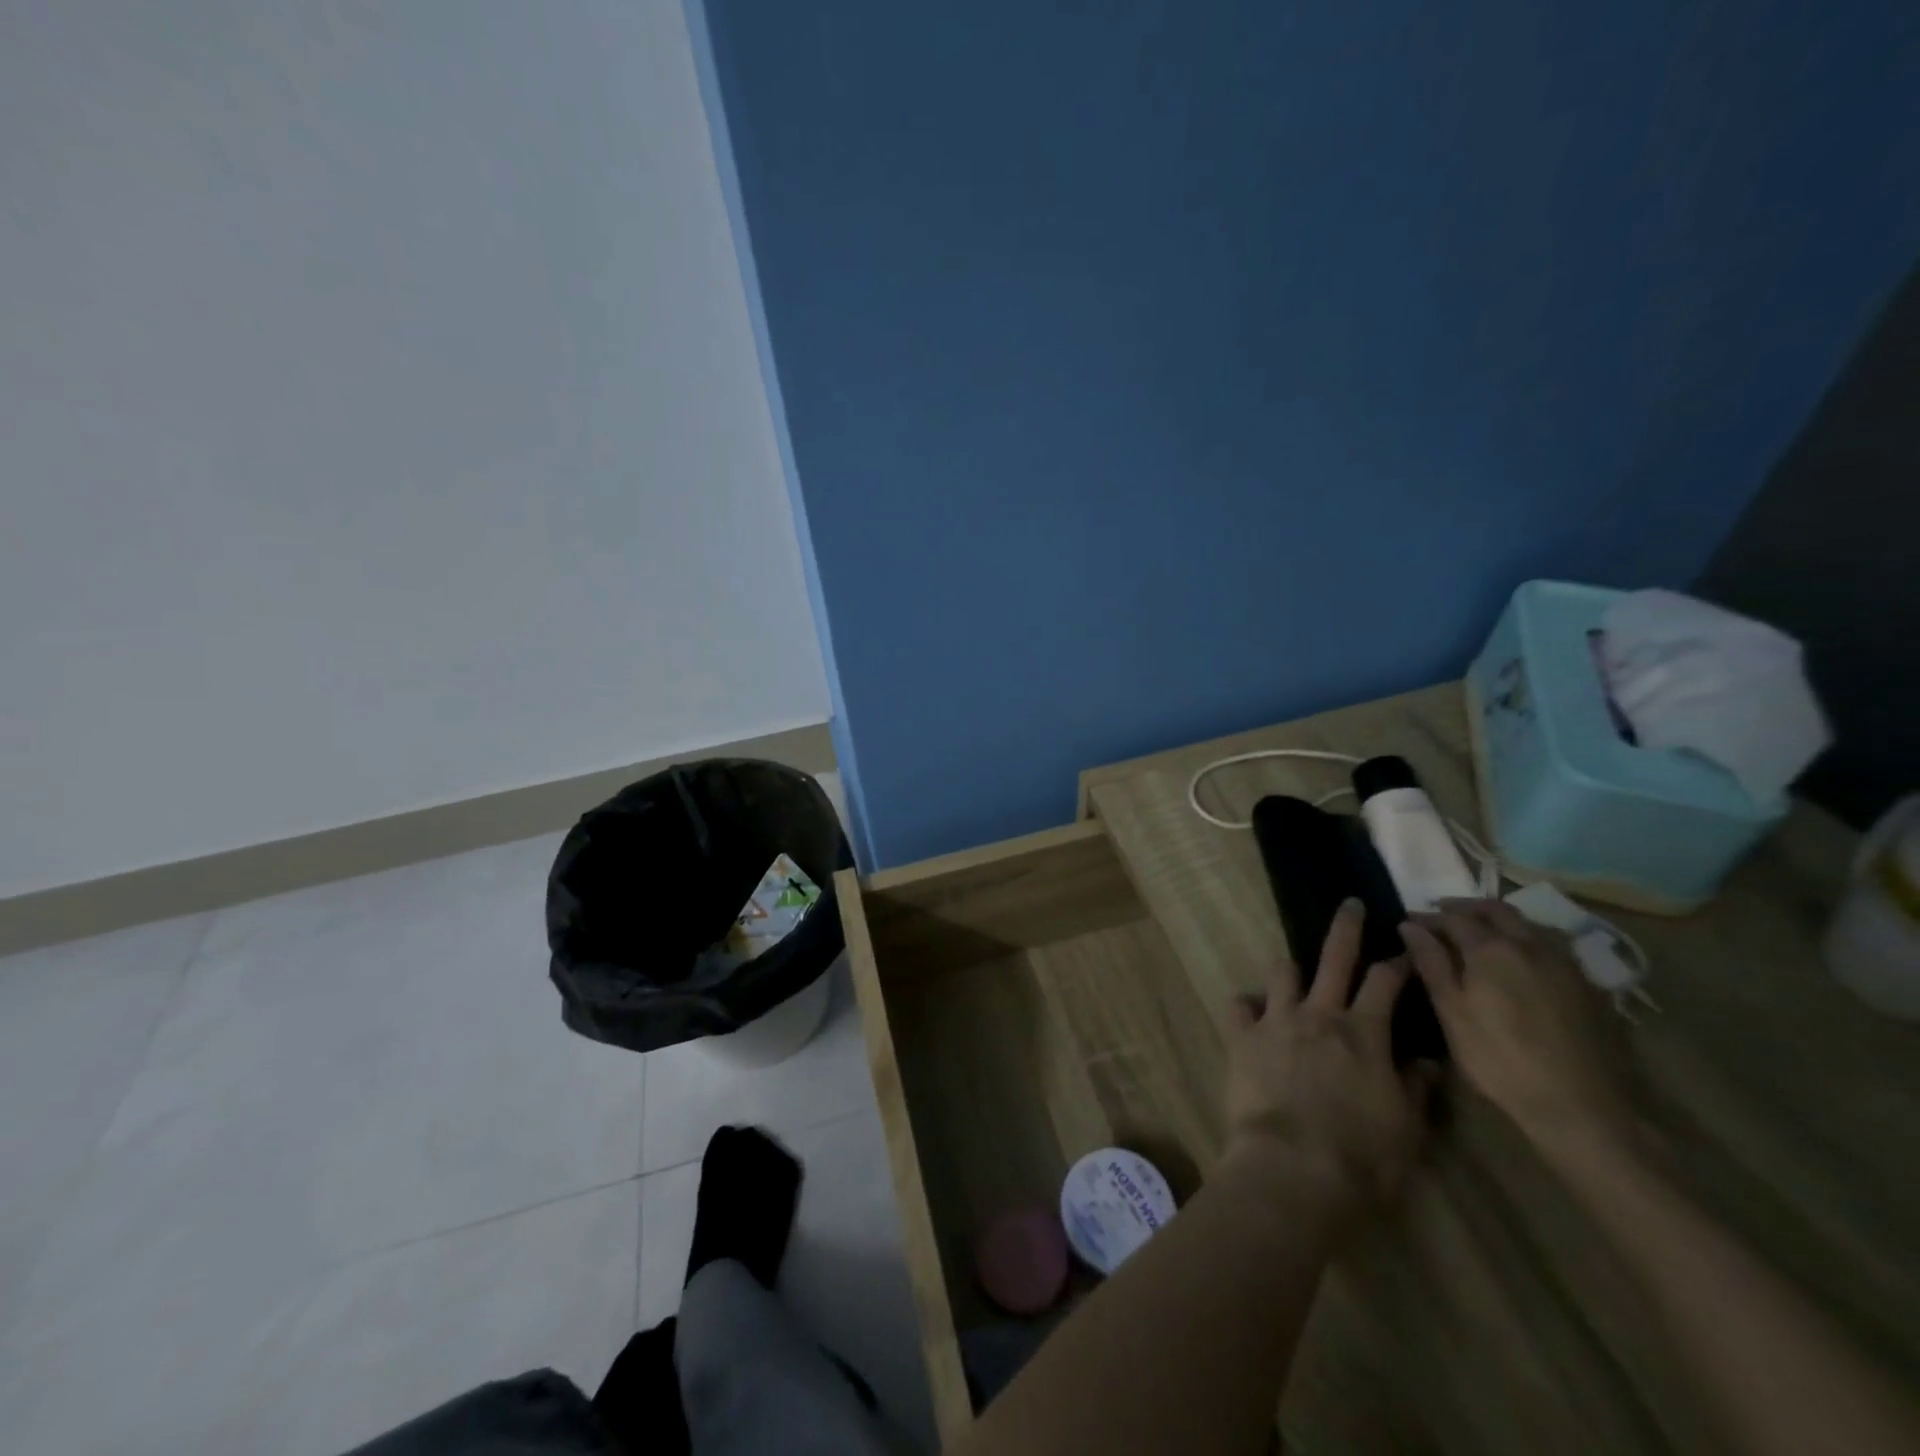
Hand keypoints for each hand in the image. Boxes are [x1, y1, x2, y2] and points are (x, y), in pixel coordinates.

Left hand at [1224, 899, 1431, 1217]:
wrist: (1293, 1167)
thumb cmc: (1362, 1157)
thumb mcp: (1407, 1129)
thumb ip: (1415, 1089)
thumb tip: (1425, 1062)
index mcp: (1364, 1033)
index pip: (1386, 982)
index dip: (1399, 963)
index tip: (1408, 950)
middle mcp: (1319, 1015)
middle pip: (1335, 956)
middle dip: (1346, 926)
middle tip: (1351, 905)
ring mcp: (1277, 1020)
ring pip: (1281, 972)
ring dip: (1290, 969)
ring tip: (1293, 970)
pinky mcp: (1241, 1036)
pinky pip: (1239, 1004)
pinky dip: (1247, 1006)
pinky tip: (1252, 1014)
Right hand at [1401, 898, 1628, 1155]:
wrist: (1582, 1108)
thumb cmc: (1500, 1059)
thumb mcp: (1452, 1013)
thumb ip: (1431, 963)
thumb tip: (1410, 926)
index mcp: (1492, 949)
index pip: (1453, 917)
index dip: (1428, 918)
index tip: (1409, 924)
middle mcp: (1531, 944)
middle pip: (1496, 910)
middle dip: (1465, 908)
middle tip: (1442, 917)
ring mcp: (1565, 964)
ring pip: (1529, 924)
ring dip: (1500, 921)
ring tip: (1481, 934)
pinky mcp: (1588, 986)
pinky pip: (1552, 946)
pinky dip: (1528, 940)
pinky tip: (1521, 961)